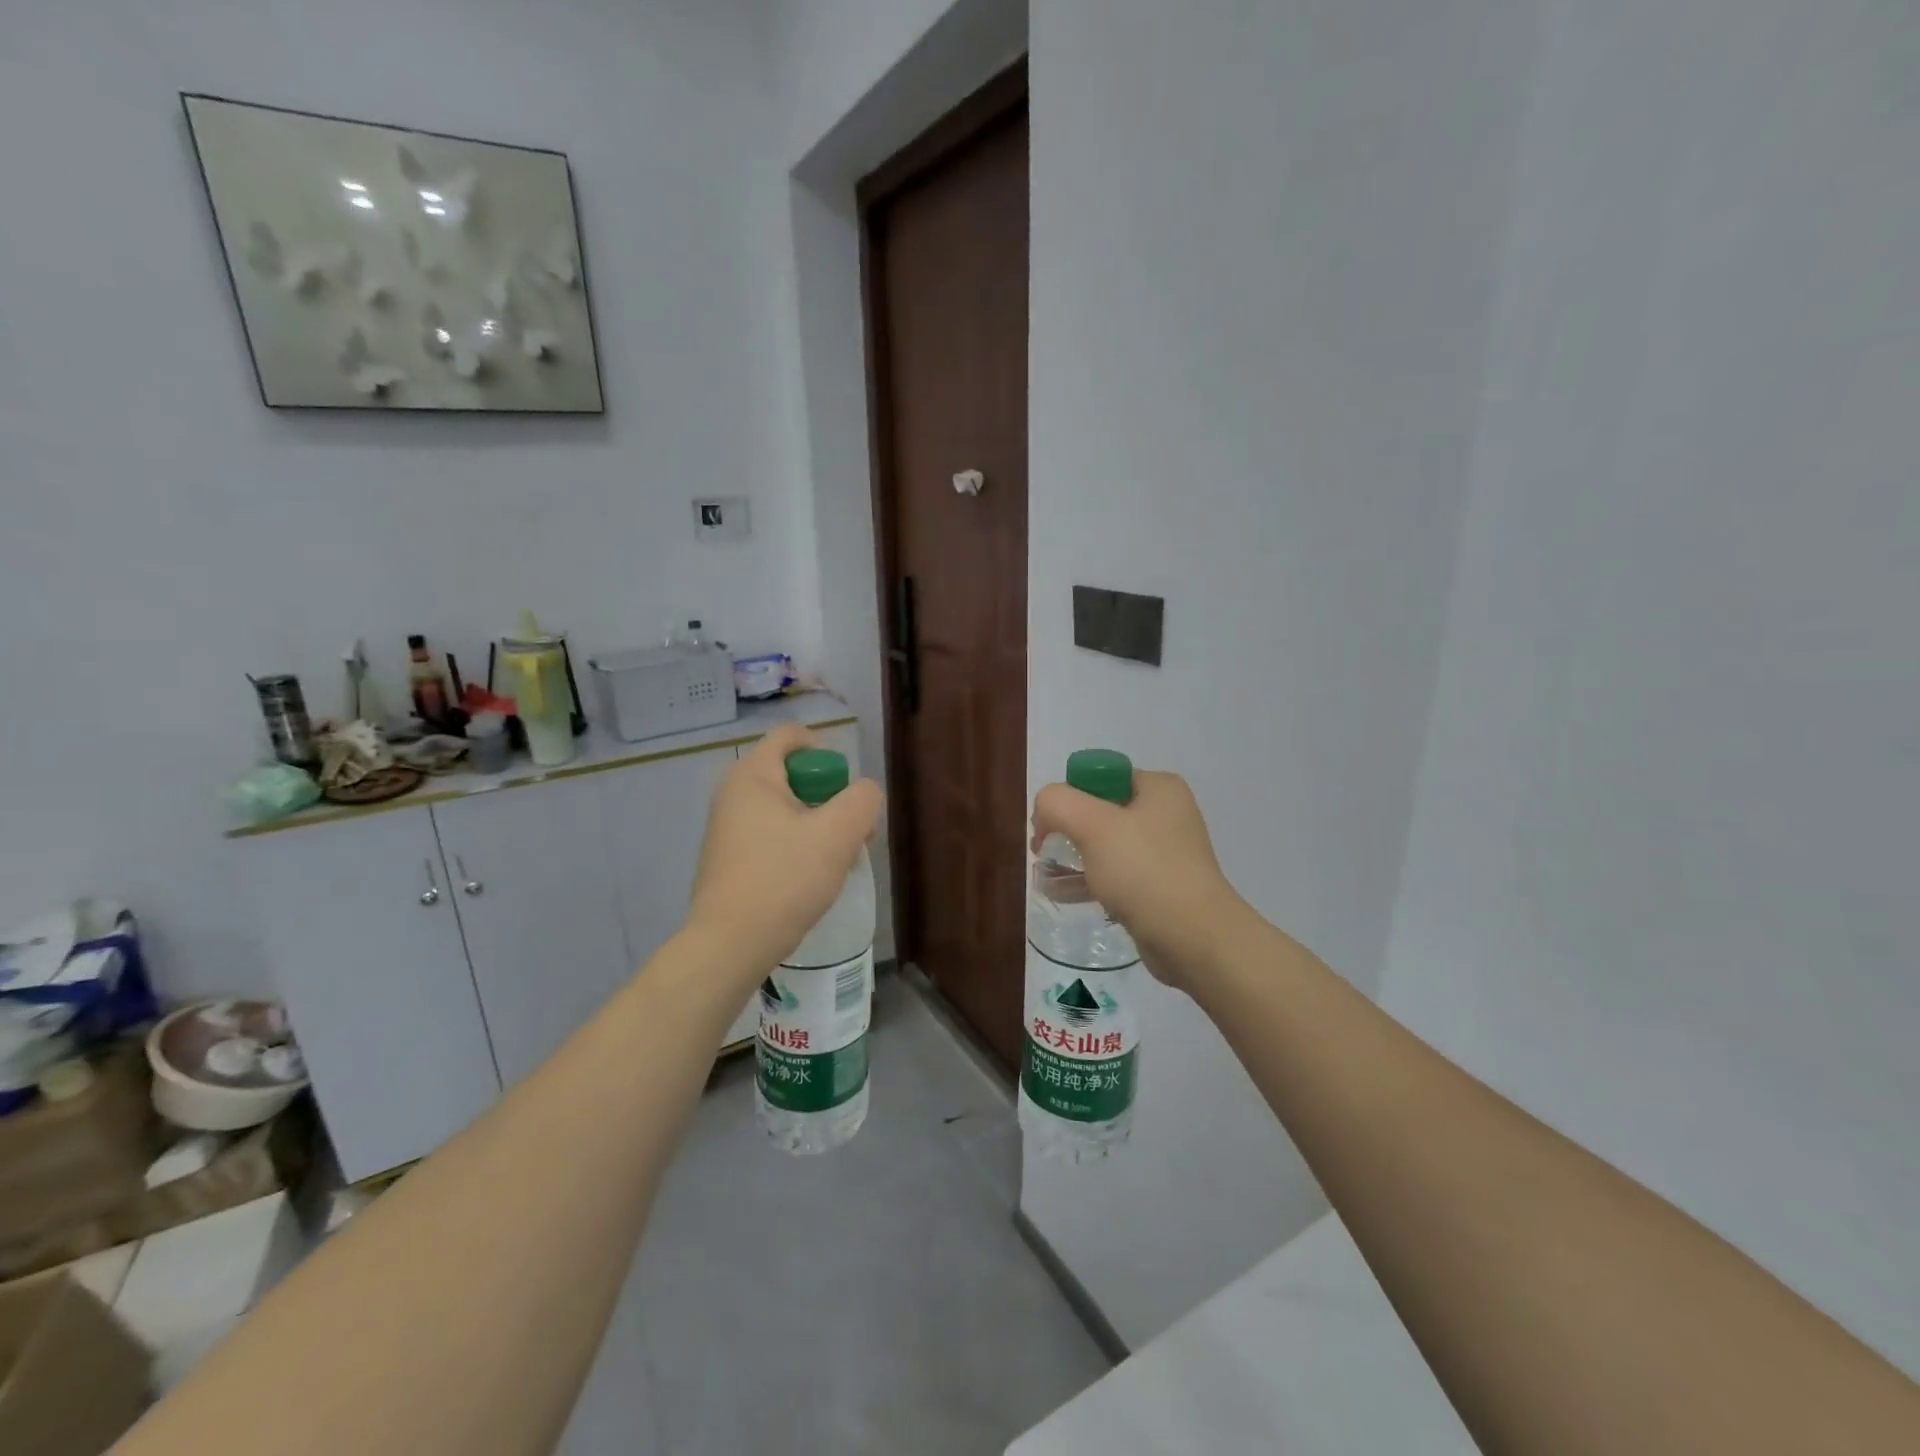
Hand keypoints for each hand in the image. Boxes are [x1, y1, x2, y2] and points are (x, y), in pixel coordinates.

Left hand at [686, 724, 883, 982]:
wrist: (730, 945)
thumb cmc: (784, 879)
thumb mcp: (838, 834)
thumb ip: (862, 800)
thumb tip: (863, 794)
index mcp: (753, 775)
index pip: (792, 736)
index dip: (826, 752)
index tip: (844, 790)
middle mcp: (733, 793)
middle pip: (792, 773)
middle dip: (829, 797)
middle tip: (850, 831)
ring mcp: (726, 827)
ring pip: (785, 808)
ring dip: (817, 826)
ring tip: (836, 861)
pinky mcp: (728, 858)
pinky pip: (770, 834)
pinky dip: (795, 846)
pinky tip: (810, 879)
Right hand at [1031, 770, 1247, 989]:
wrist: (1194, 939)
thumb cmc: (1144, 871)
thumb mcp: (1092, 825)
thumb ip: (1057, 803)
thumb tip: (1045, 813)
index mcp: (1159, 788)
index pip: (1101, 776)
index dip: (1069, 797)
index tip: (1049, 826)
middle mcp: (1166, 814)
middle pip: (1100, 811)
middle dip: (1068, 830)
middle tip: (1044, 852)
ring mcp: (1166, 853)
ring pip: (1106, 846)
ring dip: (1074, 858)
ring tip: (1045, 877)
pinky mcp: (1161, 887)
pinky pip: (1117, 876)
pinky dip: (1090, 881)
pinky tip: (1062, 894)